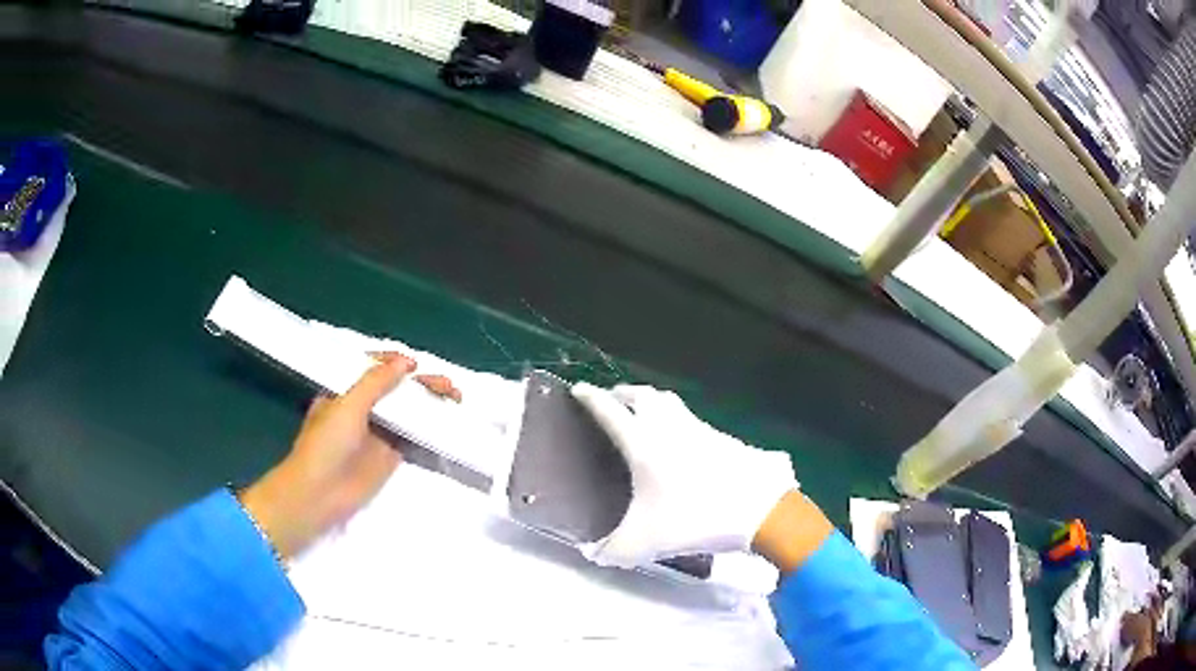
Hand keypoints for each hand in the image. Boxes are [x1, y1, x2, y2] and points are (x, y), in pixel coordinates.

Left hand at [241, 353, 457, 558]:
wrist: (320, 494)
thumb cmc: (326, 444)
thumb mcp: (347, 406)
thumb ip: (376, 382)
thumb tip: (407, 361)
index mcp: (344, 391)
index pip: (372, 368)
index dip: (395, 362)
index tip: (415, 364)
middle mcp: (362, 408)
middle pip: (395, 388)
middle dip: (420, 382)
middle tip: (446, 384)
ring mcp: (377, 432)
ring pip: (408, 410)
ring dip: (429, 402)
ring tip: (454, 397)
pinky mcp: (391, 455)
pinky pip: (414, 437)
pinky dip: (431, 427)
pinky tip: (448, 421)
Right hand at [572, 383, 800, 567]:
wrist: (759, 509)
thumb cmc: (694, 519)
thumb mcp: (644, 543)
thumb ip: (612, 550)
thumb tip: (593, 554)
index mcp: (644, 444)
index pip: (610, 411)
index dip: (591, 398)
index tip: (578, 389)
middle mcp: (669, 427)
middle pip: (642, 395)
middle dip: (623, 393)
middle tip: (612, 401)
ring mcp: (699, 429)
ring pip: (670, 402)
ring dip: (652, 401)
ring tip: (644, 414)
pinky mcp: (722, 437)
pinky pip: (691, 419)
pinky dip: (677, 420)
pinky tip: (680, 441)